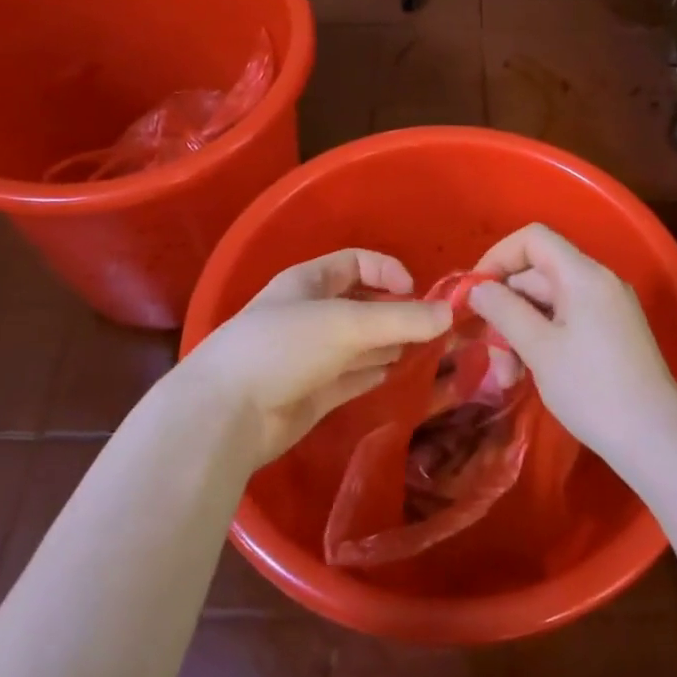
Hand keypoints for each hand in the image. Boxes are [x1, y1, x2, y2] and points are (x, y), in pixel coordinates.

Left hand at [187, 248, 452, 467]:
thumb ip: (401, 319)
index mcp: (307, 282)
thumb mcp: (346, 324)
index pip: (355, 262)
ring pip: (359, 343)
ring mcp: (309, 355)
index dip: (388, 271)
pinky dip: (373, 372)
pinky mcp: (312, 392)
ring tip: (425, 351)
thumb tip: (450, 314)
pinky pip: (351, 376)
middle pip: (361, 304)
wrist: (226, 414)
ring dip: (389, 343)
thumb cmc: (283, 348)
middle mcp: (309, 314)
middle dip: (396, 312)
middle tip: (433, 329)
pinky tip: (395, 374)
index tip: (415, 294)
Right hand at [468, 224, 676, 473]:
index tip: (475, 293)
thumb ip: (504, 311)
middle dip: (506, 309)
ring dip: (521, 333)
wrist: (657, 440)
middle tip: (490, 355)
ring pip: (549, 304)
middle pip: (538, 275)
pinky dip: (543, 341)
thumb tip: (478, 287)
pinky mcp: (613, 334)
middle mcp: (599, 282)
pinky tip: (531, 375)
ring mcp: (609, 308)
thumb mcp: (539, 349)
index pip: (533, 239)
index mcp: (584, 275)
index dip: (498, 257)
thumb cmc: (593, 390)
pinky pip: (567, 322)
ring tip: (509, 377)